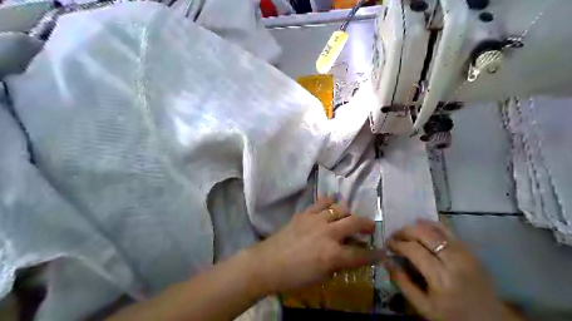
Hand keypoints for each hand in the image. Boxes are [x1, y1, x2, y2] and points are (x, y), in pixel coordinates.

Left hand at [248, 198, 381, 295]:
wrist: (268, 263)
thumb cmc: (294, 276)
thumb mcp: (321, 276)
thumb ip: (338, 263)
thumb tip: (349, 254)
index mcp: (333, 255)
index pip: (361, 254)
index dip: (375, 254)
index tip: (382, 252)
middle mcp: (328, 233)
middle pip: (355, 223)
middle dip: (367, 225)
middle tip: (370, 227)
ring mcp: (316, 220)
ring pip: (340, 208)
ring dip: (348, 213)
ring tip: (348, 217)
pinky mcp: (304, 213)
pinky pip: (321, 202)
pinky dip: (329, 201)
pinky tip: (332, 202)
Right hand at [384, 221, 519, 320]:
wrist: (491, 320)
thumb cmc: (453, 315)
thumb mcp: (424, 307)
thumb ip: (403, 283)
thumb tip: (387, 261)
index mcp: (440, 277)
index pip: (413, 249)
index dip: (397, 244)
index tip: (387, 244)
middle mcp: (453, 260)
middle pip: (424, 234)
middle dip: (404, 231)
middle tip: (394, 236)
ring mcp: (463, 252)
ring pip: (435, 228)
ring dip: (416, 226)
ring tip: (405, 231)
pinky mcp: (469, 249)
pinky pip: (447, 230)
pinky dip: (431, 224)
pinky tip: (421, 224)